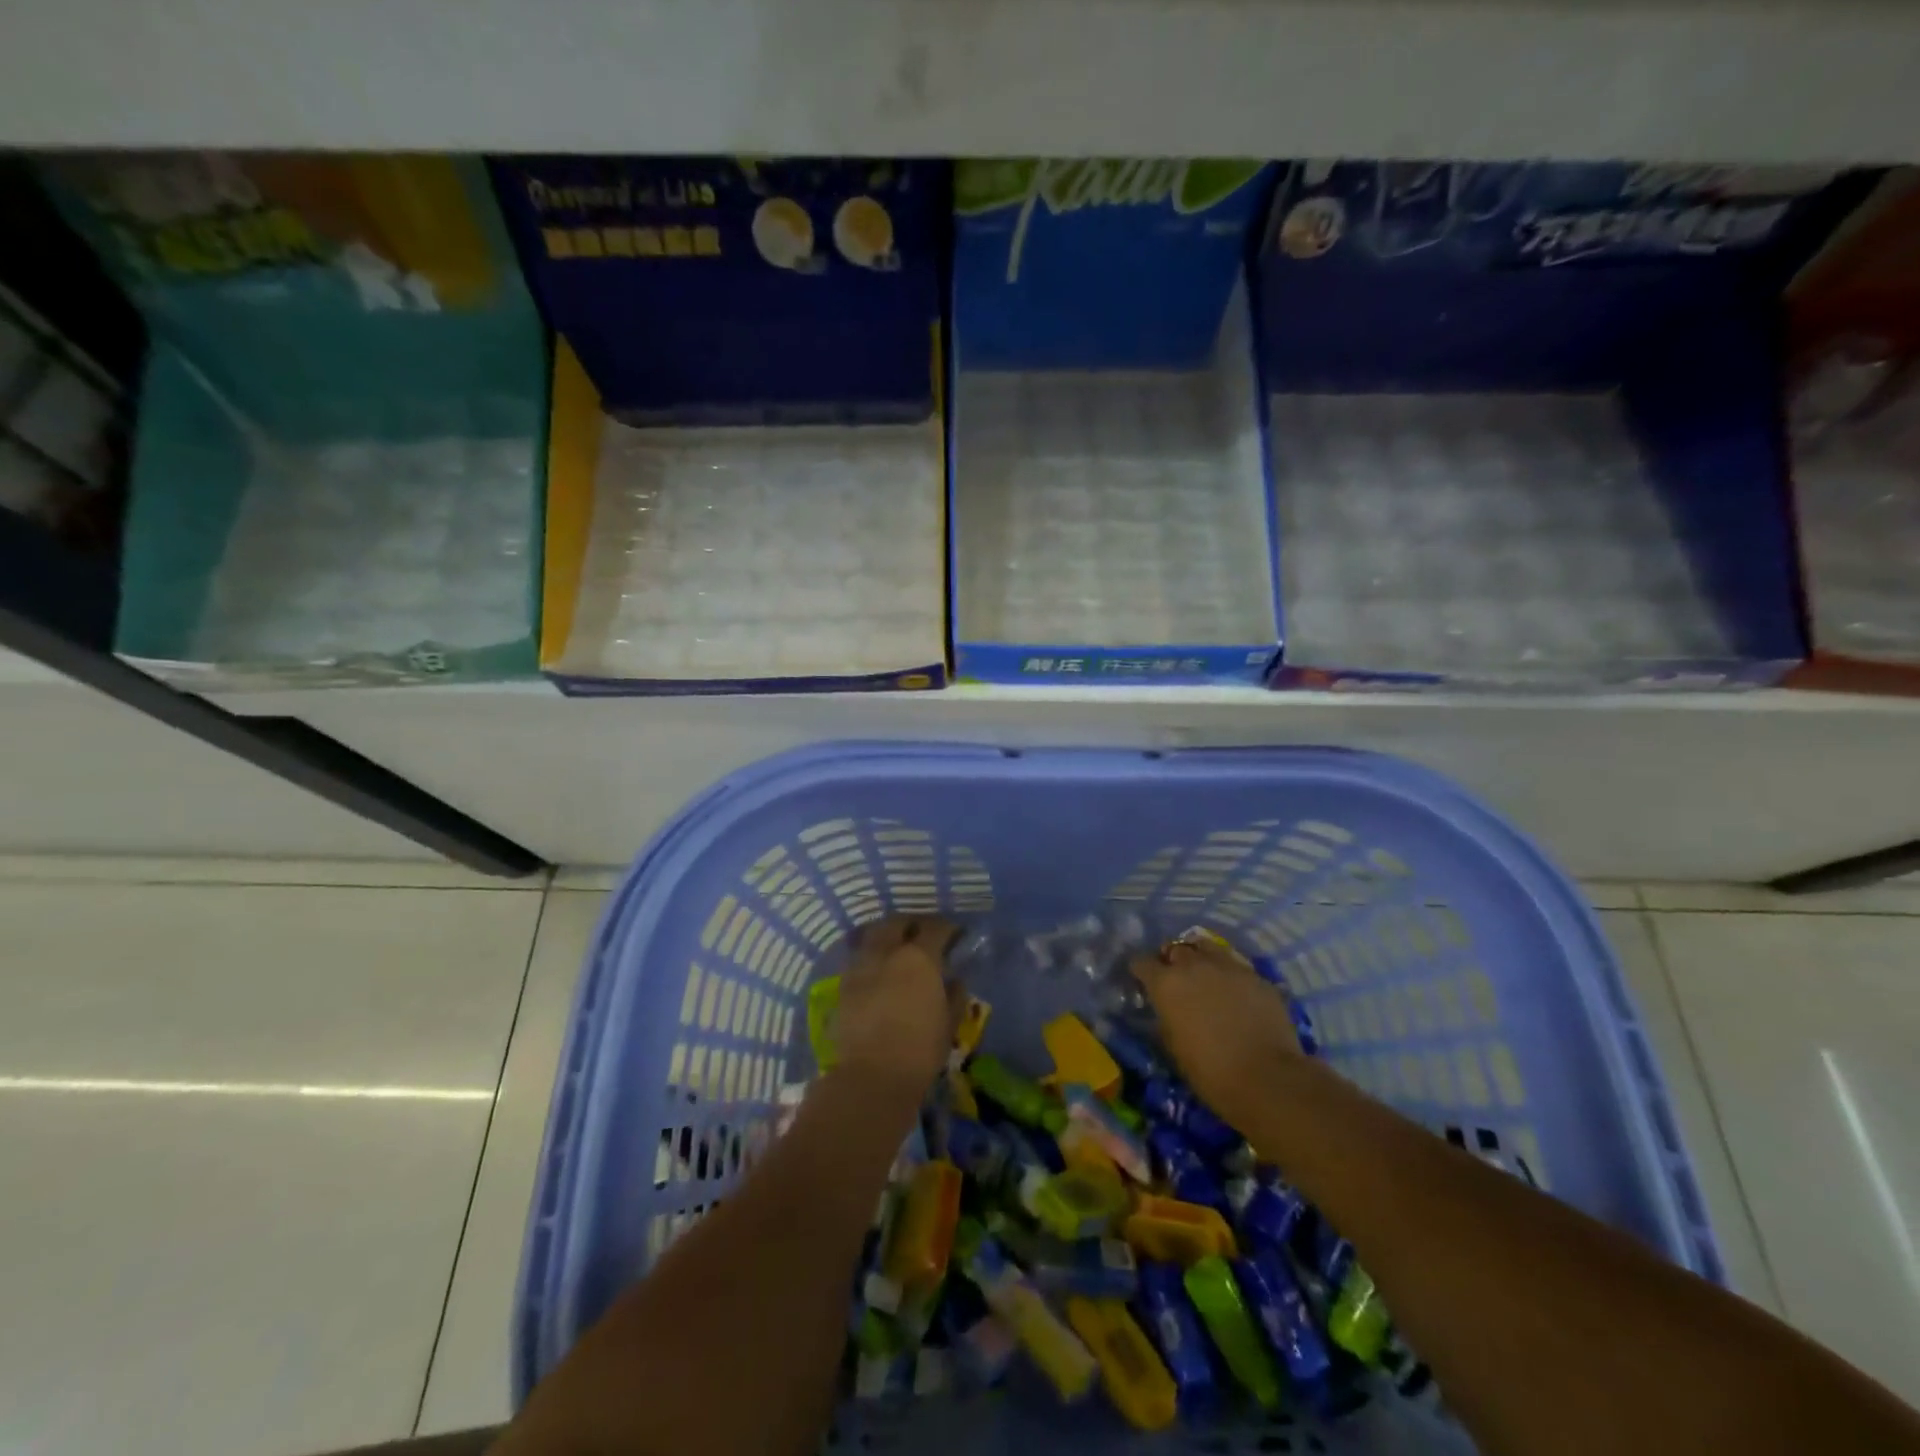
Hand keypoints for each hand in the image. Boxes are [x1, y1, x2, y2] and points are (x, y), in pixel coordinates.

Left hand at [833, 915, 959, 1099]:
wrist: (873, 1076)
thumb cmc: (920, 1049)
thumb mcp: (949, 1022)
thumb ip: (954, 995)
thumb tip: (954, 980)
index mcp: (919, 957)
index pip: (936, 928)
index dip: (947, 928)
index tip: (955, 935)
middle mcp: (888, 952)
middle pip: (898, 923)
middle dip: (912, 924)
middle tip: (922, 935)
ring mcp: (862, 965)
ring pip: (874, 936)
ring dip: (887, 936)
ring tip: (897, 949)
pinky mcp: (844, 984)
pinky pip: (860, 958)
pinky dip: (871, 956)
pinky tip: (878, 970)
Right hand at [1130, 935, 1300, 1129]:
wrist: (1267, 1078)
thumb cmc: (1210, 1071)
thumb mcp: (1173, 1046)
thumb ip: (1166, 1017)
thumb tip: (1167, 1009)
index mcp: (1166, 984)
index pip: (1142, 962)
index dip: (1141, 971)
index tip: (1143, 981)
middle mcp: (1194, 965)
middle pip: (1175, 949)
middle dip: (1171, 961)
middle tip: (1175, 979)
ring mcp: (1228, 967)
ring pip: (1206, 947)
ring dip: (1200, 958)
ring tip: (1204, 975)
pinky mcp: (1257, 976)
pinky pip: (1235, 966)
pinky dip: (1229, 975)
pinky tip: (1236, 993)